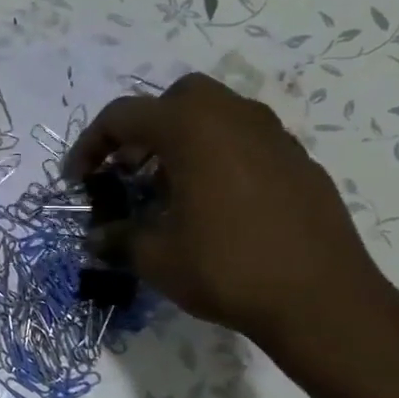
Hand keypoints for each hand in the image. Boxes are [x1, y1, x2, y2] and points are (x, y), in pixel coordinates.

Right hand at [66, 73, 398, 367]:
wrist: (320, 298)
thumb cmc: (226, 269)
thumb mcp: (157, 258)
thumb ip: (119, 239)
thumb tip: (96, 238)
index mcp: (192, 129)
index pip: (124, 116)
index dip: (91, 145)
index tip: (78, 180)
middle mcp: (234, 117)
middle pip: (176, 100)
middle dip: (144, 129)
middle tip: (128, 171)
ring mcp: (273, 136)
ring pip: (217, 116)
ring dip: (183, 142)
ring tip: (168, 190)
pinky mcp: (298, 161)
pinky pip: (246, 142)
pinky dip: (218, 157)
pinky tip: (214, 205)